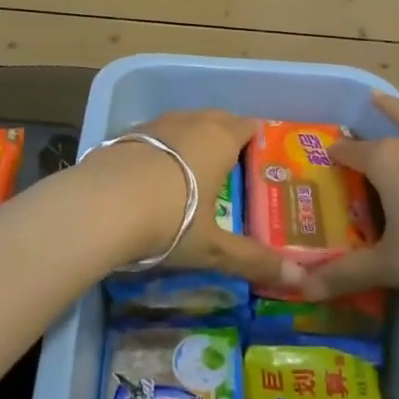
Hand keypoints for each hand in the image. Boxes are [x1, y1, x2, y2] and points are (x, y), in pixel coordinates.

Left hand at [85, 110, 301, 289]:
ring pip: (184, 123)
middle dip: (226, 137)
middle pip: (217, 119)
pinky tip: (153, 177)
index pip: (248, 127)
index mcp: (221, 139)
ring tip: (192, 172)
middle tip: (229, 170)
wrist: (100, 206)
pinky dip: (161, 149)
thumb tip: (299, 280)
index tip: (258, 166)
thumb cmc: (171, 220)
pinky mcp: (125, 135)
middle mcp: (191, 122)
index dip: (256, 142)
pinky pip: (155, 136)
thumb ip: (254, 260)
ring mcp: (156, 124)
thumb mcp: (213, 247)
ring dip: (192, 140)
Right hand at [300, 68, 398, 300]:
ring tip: (378, 95)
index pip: (353, 155)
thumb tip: (302, 289)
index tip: (327, 156)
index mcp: (387, 165)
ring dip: (396, 109)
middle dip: (364, 134)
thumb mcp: (389, 266)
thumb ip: (345, 274)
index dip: (338, 156)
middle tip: (350, 132)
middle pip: (383, 136)